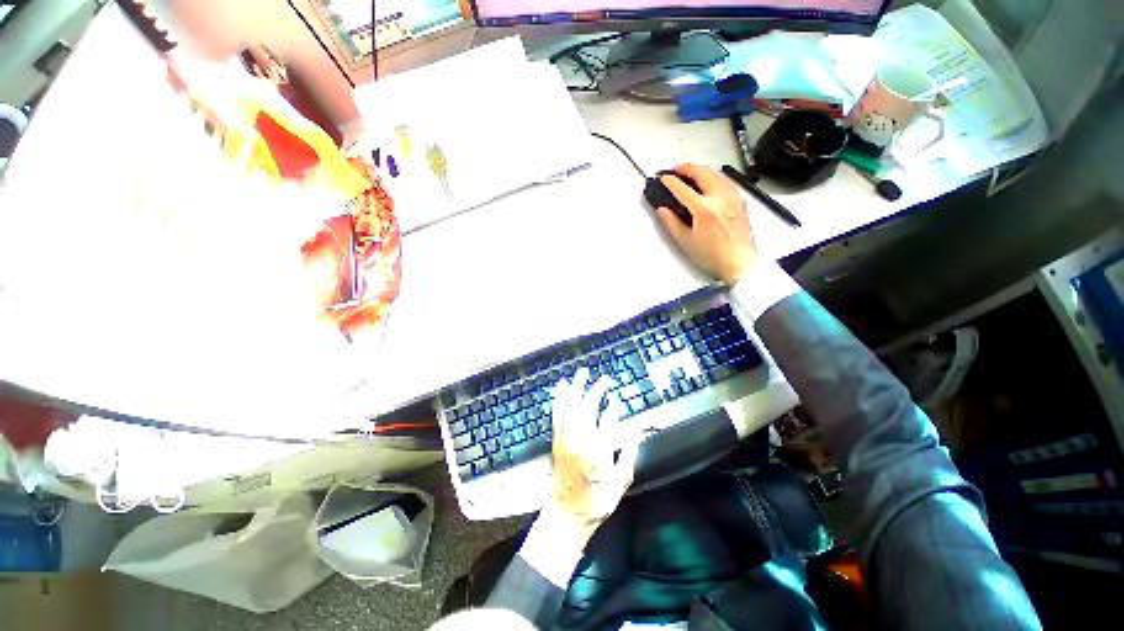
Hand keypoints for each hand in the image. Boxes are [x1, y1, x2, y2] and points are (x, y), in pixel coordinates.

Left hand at [544, 367, 640, 548]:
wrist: (565, 515)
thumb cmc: (596, 501)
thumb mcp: (620, 482)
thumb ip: (628, 453)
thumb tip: (634, 429)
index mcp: (597, 452)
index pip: (606, 421)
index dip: (613, 409)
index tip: (617, 399)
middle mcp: (578, 441)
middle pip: (587, 408)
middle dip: (596, 390)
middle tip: (605, 379)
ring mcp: (564, 439)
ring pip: (570, 406)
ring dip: (576, 387)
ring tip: (582, 373)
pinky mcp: (556, 440)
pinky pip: (557, 414)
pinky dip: (560, 398)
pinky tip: (562, 387)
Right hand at [655, 163, 760, 285]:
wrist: (738, 261)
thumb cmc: (712, 256)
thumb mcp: (685, 242)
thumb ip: (671, 223)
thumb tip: (662, 210)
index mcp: (704, 210)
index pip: (683, 189)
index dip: (671, 182)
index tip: (664, 178)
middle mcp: (720, 199)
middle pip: (702, 173)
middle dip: (687, 167)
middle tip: (677, 169)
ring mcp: (732, 198)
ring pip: (717, 174)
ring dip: (702, 170)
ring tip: (693, 172)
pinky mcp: (740, 201)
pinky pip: (727, 181)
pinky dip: (716, 176)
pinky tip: (712, 181)